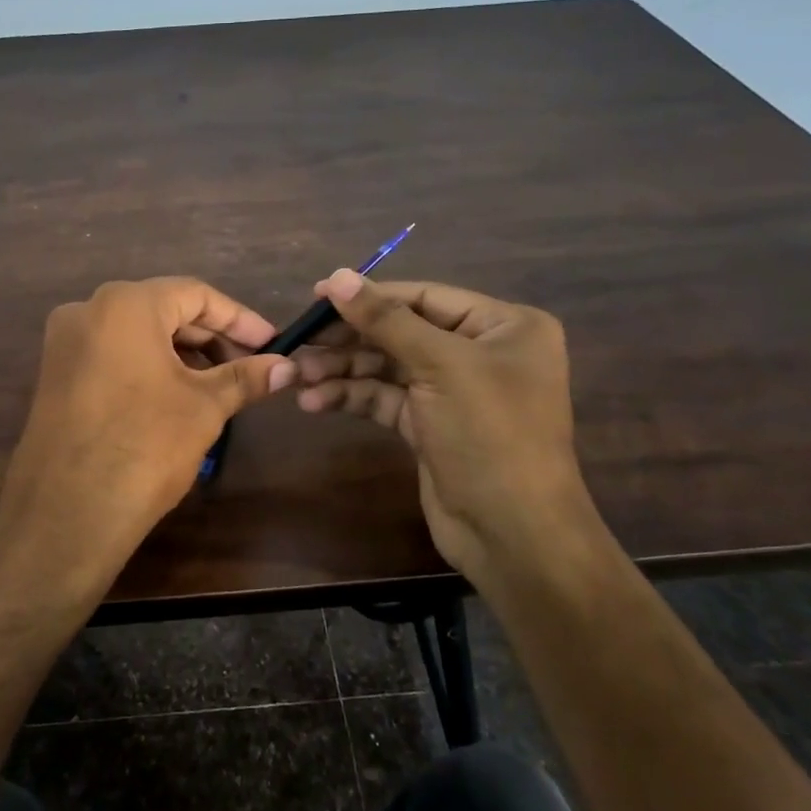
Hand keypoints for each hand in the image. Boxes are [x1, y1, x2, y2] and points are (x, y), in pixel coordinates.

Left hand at [0, 277, 295, 604]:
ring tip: (219, 386)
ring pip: (137, 335)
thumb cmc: (145, 446)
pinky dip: (149, 367)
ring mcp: (64, 344)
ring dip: (182, 354)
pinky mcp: (54, 376)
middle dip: (211, 338)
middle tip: (250, 367)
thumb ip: (246, 378)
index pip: (195, 294)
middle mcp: (87, 311)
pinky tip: (176, 397)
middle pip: (164, 310)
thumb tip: (287, 367)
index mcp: (125, 304)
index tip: (272, 344)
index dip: (240, 320)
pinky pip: (112, 356)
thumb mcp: (204, 408)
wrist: (68, 513)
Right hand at [294, 271, 595, 582]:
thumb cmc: (490, 434)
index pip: (424, 297)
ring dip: (343, 370)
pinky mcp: (430, 425)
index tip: (316, 295)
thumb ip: (385, 320)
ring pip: (387, 367)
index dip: (370, 296)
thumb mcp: (440, 366)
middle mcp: (480, 352)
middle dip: (349, 339)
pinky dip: (351, 397)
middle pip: (401, 332)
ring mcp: (453, 391)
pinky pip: (385, 399)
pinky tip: (314, 402)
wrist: (512, 532)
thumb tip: (337, 277)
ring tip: (297, 376)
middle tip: (299, 341)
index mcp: (502, 326)